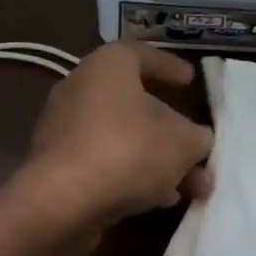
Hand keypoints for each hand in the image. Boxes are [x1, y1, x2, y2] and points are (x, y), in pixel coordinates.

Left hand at [14, 41, 213, 230]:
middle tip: (198, 149)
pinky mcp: (57, 167)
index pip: (141, 54)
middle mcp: (79, 90)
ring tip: (191, 187)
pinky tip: (159, 201)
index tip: (190, 81)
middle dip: (172, 131)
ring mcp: (64, 130)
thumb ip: (197, 137)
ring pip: (122, 139)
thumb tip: (196, 140)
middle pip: (134, 104)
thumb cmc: (127, 152)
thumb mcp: (182, 143)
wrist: (61, 202)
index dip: (169, 66)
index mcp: (107, 67)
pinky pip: (104, 163)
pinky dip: (132, 176)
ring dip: (157, 161)